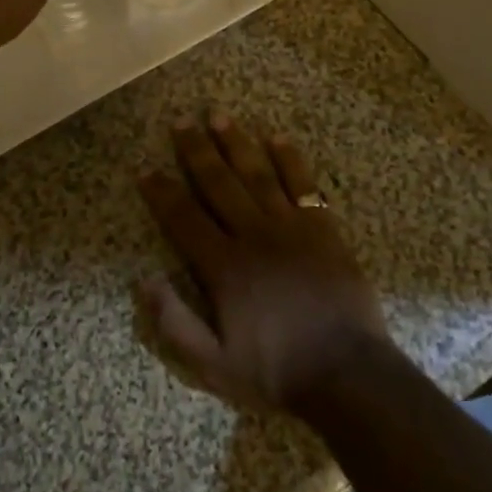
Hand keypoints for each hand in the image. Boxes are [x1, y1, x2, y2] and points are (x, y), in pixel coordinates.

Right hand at [137, 113, 390, 412]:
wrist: (349, 375)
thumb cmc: (278, 372)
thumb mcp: (214, 365)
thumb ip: (175, 324)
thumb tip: (142, 280)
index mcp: (224, 266)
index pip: (184, 218)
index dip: (162, 193)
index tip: (145, 169)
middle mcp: (253, 235)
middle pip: (218, 183)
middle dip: (196, 151)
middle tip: (181, 121)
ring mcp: (291, 228)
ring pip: (257, 174)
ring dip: (236, 144)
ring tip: (219, 117)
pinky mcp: (323, 229)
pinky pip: (303, 185)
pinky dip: (290, 160)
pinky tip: (277, 138)